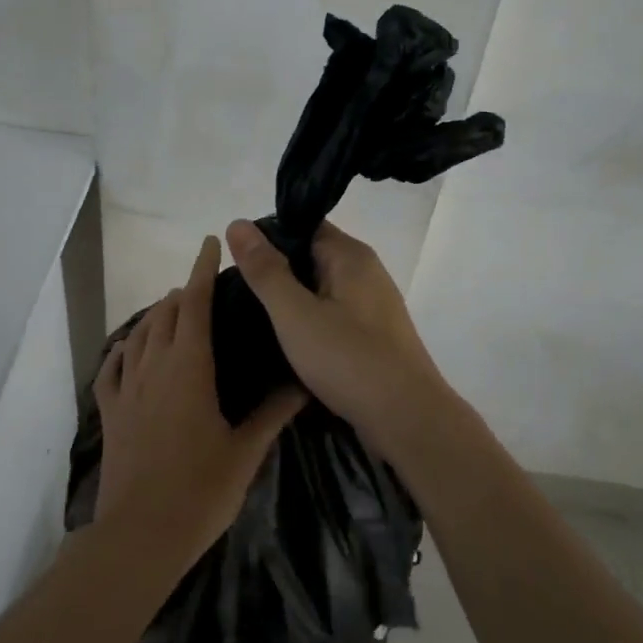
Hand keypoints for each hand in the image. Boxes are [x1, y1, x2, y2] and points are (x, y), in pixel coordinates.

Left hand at [95, 235, 304, 564]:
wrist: (142, 533)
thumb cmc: (201, 490)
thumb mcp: (246, 450)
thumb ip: (274, 412)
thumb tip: (304, 382)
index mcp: (189, 367)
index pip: (195, 303)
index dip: (203, 270)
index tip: (211, 243)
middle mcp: (154, 366)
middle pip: (165, 313)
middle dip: (183, 292)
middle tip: (204, 288)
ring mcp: (126, 388)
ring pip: (139, 334)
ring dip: (156, 315)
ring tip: (173, 309)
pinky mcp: (110, 412)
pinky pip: (112, 367)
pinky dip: (123, 348)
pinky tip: (129, 347)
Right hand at [225, 218, 451, 445]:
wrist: (407, 419)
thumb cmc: (348, 360)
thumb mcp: (295, 313)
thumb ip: (265, 270)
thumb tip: (237, 223)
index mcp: (350, 256)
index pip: (303, 226)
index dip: (267, 238)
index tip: (235, 262)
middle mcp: (366, 272)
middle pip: (310, 257)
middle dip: (275, 272)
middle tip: (235, 292)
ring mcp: (372, 306)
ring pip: (319, 290)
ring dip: (290, 301)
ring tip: (252, 317)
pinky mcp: (373, 336)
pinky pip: (332, 315)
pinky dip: (308, 323)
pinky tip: (285, 342)